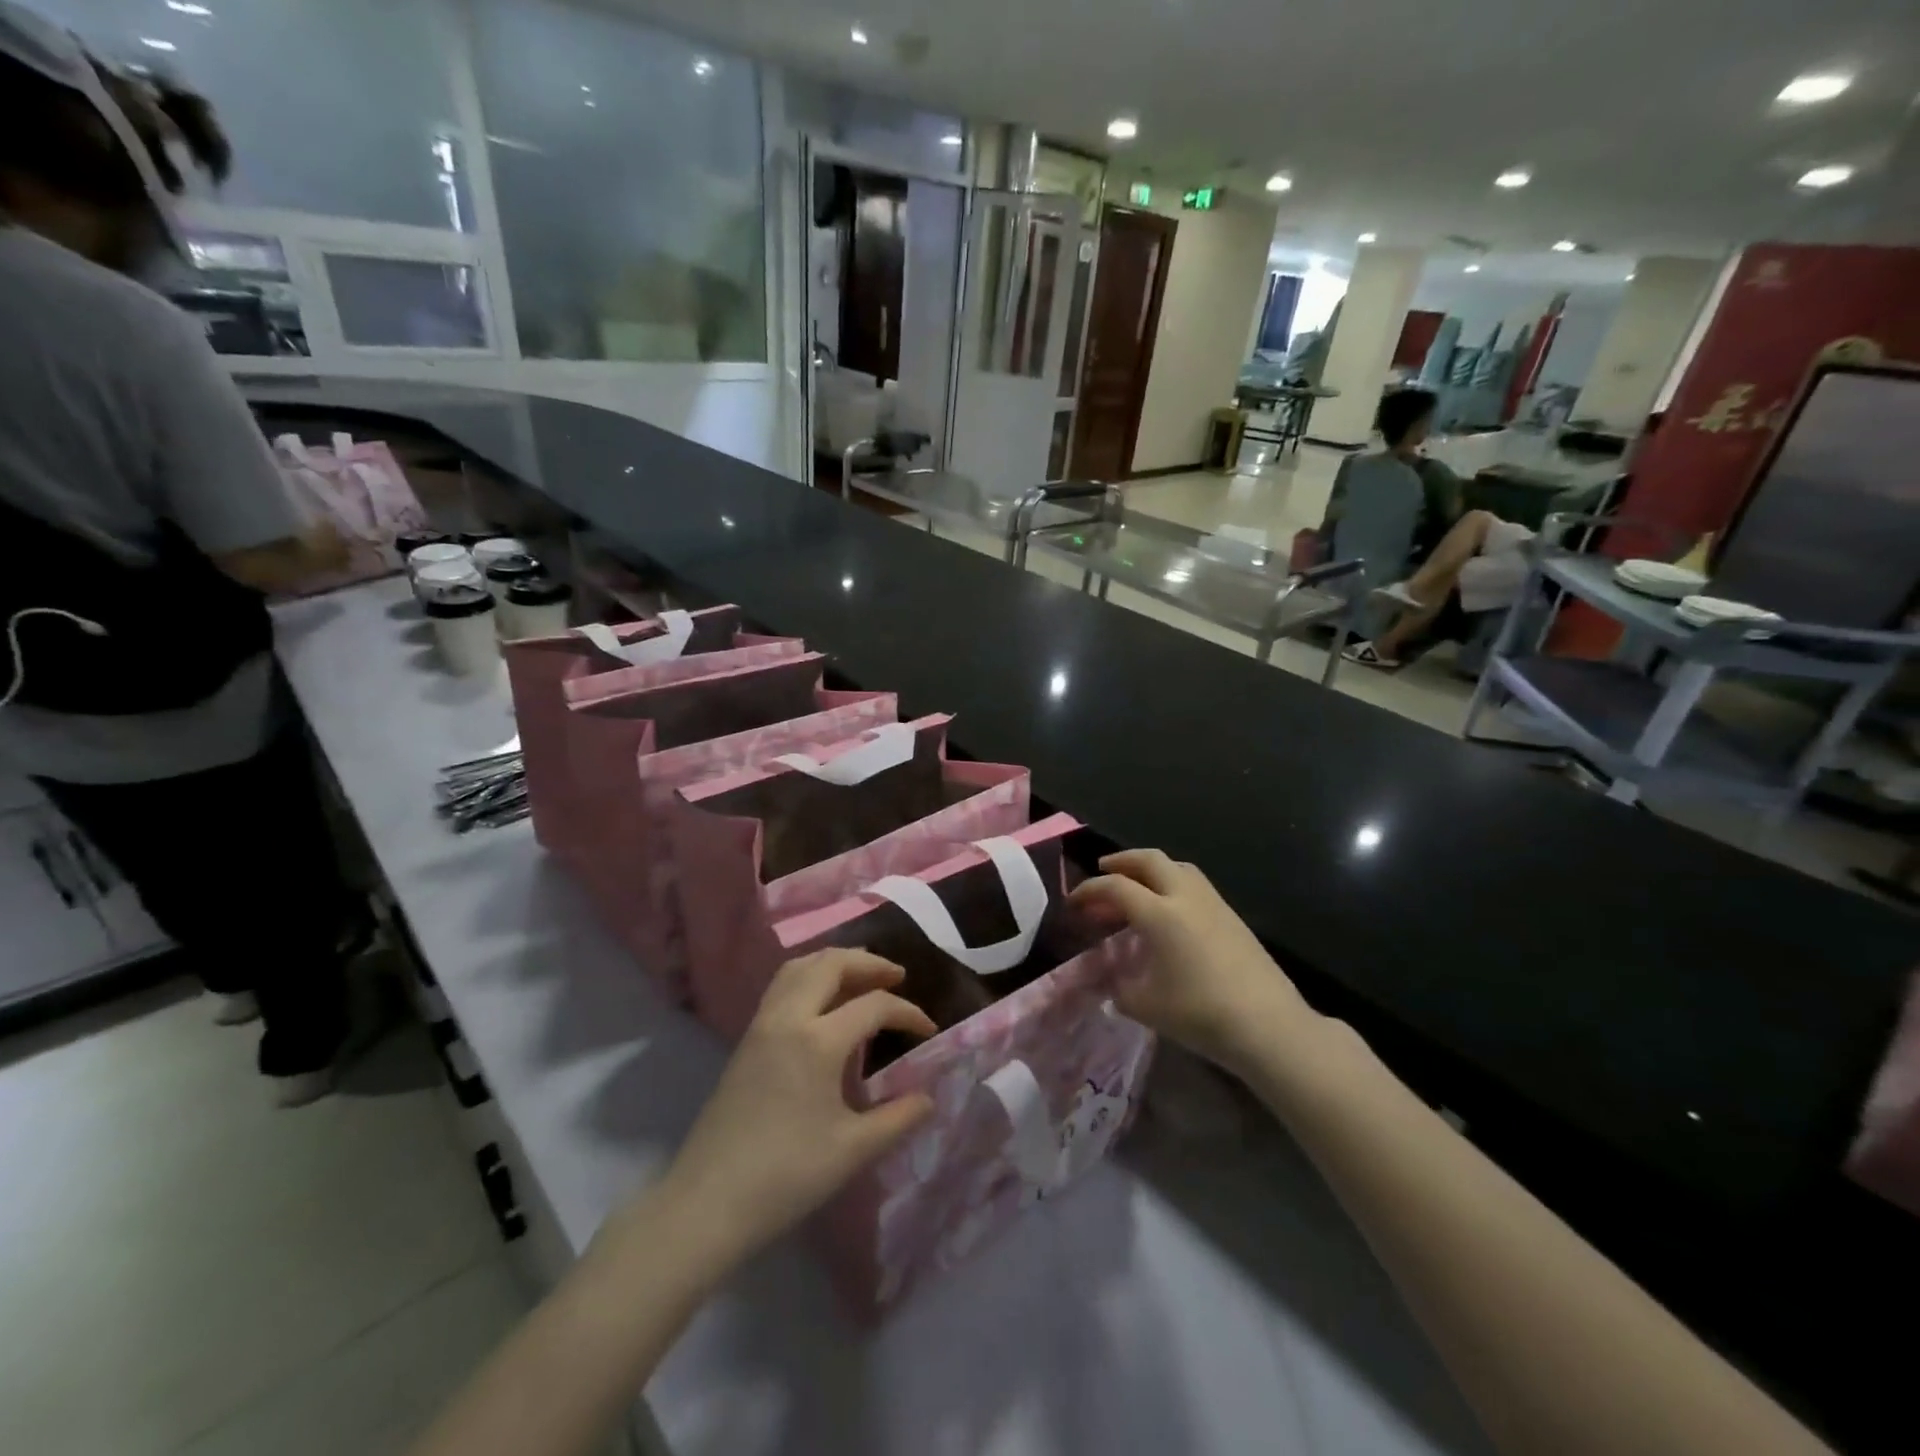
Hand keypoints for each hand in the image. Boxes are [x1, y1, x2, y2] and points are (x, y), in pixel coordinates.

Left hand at [654, 950, 935, 1268]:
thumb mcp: (853, 1151)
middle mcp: (788, 1018)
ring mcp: (762, 1024)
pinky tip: (823, 1002)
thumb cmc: (785, 1176)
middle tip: (897, 976)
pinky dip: (810, 976)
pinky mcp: (746, 1039)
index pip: (873, 1005)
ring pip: (800, 966)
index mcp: (817, 1040)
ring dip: (835, 962)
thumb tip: (929, 1098)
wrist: (707, 1203)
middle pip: (831, 964)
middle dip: (869, 963)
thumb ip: (898, 1118)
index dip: (908, 1012)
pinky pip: (782, 985)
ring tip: (861, 978)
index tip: (928, 1030)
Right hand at [1070, 849, 1319, 1073]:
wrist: (1268, 1025)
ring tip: (1137, 885)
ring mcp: (1213, 903)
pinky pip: (1195, 884)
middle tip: (1103, 869)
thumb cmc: (1200, 1014)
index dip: (1089, 890)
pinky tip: (1170, 911)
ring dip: (1151, 868)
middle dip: (1122, 860)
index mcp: (1159, 914)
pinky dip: (1172, 884)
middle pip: (1149, 860)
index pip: (1115, 887)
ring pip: (1177, 867)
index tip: (1073, 902)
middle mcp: (1185, 897)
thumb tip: (1113, 981)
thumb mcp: (1145, 1006)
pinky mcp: (1232, 916)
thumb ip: (1120, 988)